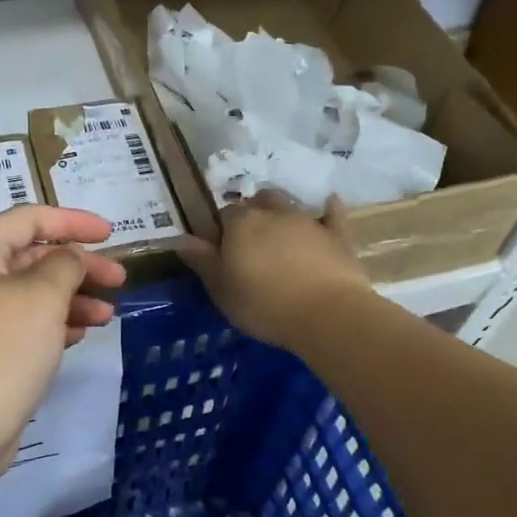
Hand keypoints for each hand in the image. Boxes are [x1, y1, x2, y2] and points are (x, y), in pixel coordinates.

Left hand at [0, 205, 127, 480]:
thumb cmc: (2, 349)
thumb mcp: (42, 296)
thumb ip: (65, 264)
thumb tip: (71, 257)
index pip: (29, 218)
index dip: (72, 220)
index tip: (111, 233)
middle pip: (34, 256)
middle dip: (80, 265)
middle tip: (119, 280)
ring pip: (34, 293)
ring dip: (74, 298)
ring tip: (108, 316)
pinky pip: (28, 324)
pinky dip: (57, 323)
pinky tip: (82, 335)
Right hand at [178, 190, 369, 348]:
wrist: (326, 314)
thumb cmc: (263, 304)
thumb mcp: (221, 289)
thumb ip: (201, 260)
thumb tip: (180, 238)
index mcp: (240, 224)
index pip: (223, 215)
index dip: (222, 231)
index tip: (222, 252)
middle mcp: (273, 212)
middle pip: (257, 201)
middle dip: (252, 214)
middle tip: (250, 242)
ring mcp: (307, 220)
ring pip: (289, 204)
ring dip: (281, 213)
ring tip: (278, 234)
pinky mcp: (337, 234)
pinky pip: (332, 213)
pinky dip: (327, 210)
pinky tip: (328, 206)